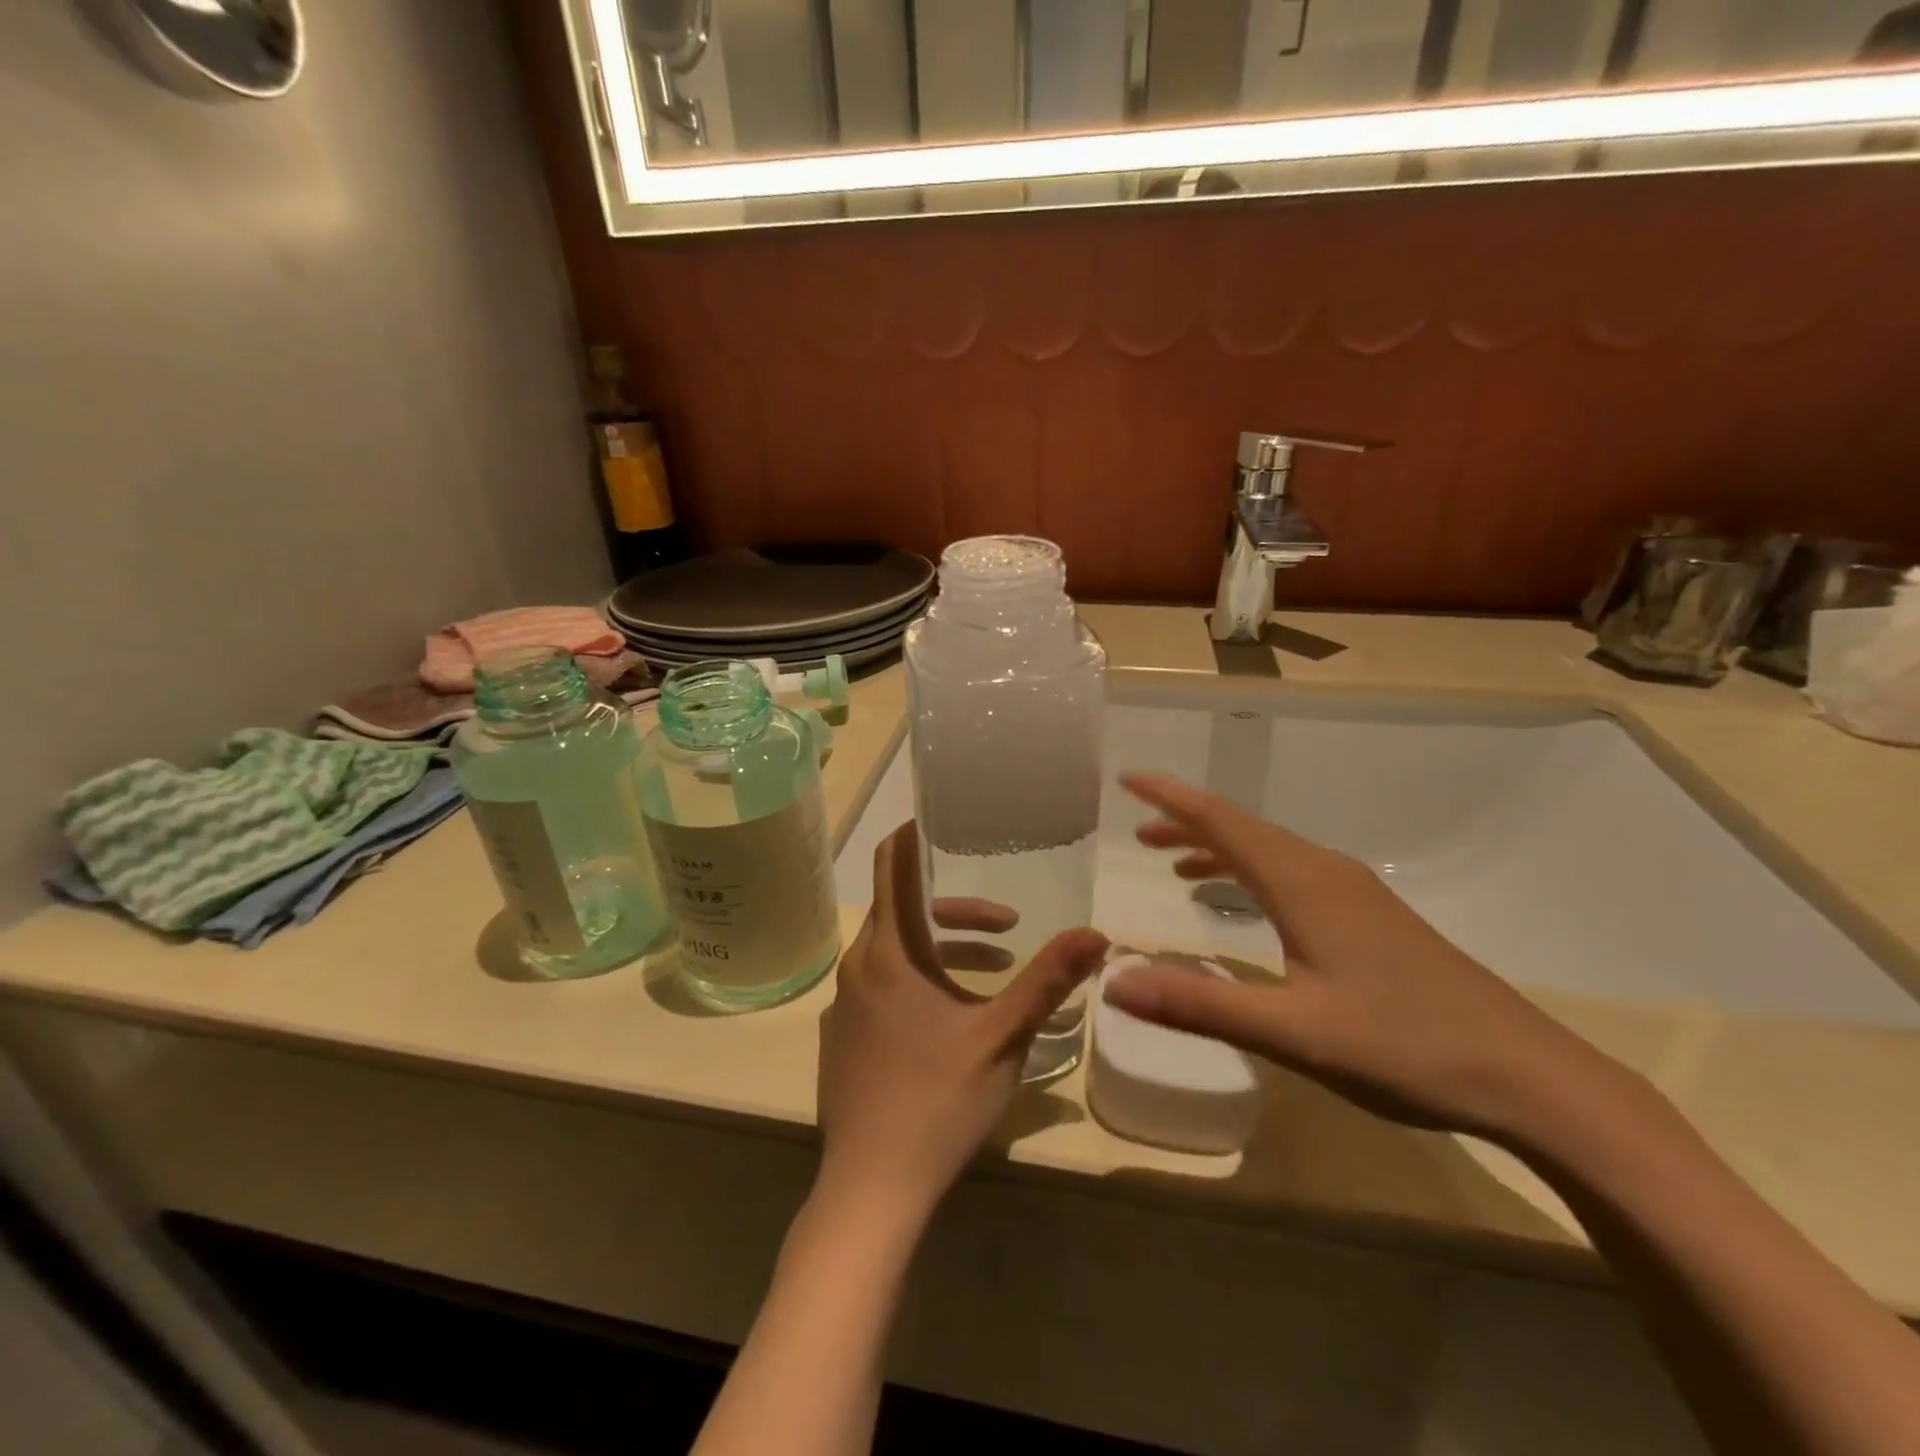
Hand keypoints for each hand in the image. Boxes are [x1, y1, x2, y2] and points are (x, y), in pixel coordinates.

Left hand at [817, 822, 1108, 1217]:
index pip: (891, 865)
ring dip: (942, 950)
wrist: (871, 1188)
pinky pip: (880, 986)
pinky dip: (917, 981)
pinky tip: (951, 1019)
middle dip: (955, 910)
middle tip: (1006, 923)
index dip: (914, 835)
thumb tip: (1098, 934)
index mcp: (891, 953)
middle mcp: (858, 966)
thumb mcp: (1002, 1036)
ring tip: (995, 969)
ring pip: (895, 952)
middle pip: (903, 911)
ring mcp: (843, 1004)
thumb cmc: (938, 1101)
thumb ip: (1048, 981)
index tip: (946, 821)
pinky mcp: (841, 1037)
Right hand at [1103, 772, 1611, 1141]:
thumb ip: (1199, 1003)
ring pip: (1269, 851)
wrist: (1530, 1076)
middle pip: (1242, 829)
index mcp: (1302, 883)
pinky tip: (1245, 905)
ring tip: (1174, 863)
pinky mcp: (1371, 916)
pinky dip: (1251, 875)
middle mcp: (1325, 872)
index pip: (1221, 821)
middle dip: (1186, 823)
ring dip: (1218, 849)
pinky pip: (1292, 874)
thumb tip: (1113, 981)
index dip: (1170, 797)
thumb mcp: (1293, 1032)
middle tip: (1138, 832)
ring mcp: (1354, 892)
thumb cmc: (1405, 1047)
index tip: (1127, 779)